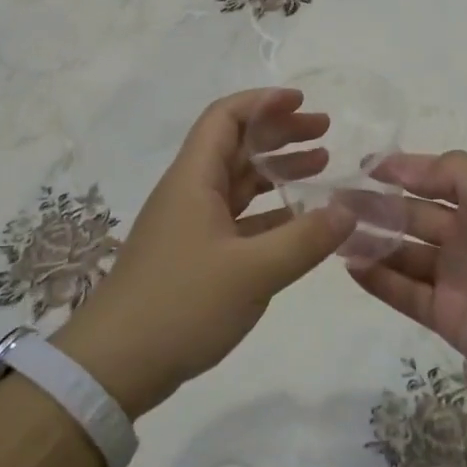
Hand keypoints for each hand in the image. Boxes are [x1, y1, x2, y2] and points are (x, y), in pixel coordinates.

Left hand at [55, 89, 355, 415]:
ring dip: (277, 170)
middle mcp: (190, 192)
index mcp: (194, 179)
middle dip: (280, 133)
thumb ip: (305, 239)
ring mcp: (190, 225)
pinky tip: (300, 221)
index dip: (264, 102)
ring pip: (238, 182)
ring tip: (322, 166)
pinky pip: (238, 218)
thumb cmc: (181, 305)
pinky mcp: (194, 255)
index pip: (226, 117)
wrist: (116, 364)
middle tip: (325, 132)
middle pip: (236, 145)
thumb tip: (350, 210)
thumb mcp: (253, 272)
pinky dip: (269, 212)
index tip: (304, 102)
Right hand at [347, 151, 466, 404]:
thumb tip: (395, 163)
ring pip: (401, 254)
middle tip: (333, 202)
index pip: (432, 180)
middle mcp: (465, 236)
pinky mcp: (446, 316)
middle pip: (410, 216)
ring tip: (333, 232)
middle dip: (374, 206)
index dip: (399, 172)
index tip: (360, 168)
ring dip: (369, 242)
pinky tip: (350, 265)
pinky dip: (377, 280)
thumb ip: (454, 173)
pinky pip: (404, 293)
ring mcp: (453, 278)